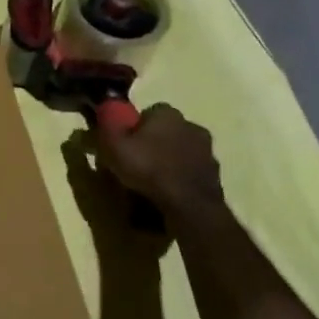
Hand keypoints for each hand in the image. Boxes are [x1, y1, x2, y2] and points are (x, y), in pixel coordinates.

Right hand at [92, 104, 223, 224]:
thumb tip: (102, 113)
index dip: (134, 128)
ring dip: (170, 161)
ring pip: (181, 151)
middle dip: (154, 143)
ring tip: (154, 182)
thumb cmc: (149, 169)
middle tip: (138, 163)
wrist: (189, 205)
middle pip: (167, 131)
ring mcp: (207, 151)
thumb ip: (107, 127)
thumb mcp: (114, 146)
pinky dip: (182, 179)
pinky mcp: (216, 175)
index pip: (148, 113)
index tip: (125, 145)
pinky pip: (192, 172)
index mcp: (167, 113)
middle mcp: (191, 125)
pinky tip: (170, 194)